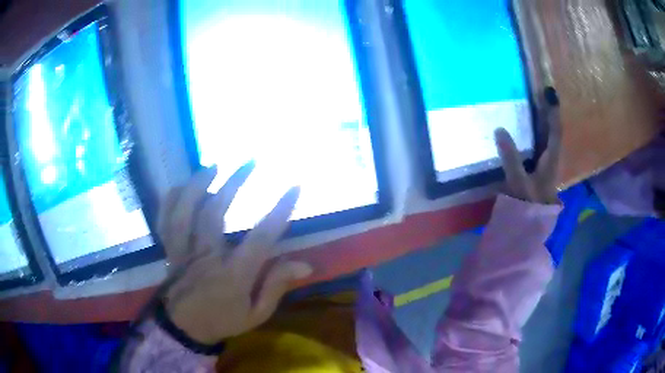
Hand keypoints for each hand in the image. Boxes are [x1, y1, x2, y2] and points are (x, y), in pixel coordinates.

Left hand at [156, 163, 312, 343]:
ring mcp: (183, 251)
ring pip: (185, 212)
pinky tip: (182, 186)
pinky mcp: (170, 250)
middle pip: (214, 213)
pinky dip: (171, 200)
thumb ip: (277, 286)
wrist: (184, 329)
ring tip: (212, 166)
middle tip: (249, 163)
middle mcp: (205, 257)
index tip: (294, 188)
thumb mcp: (256, 313)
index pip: (260, 238)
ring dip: (198, 185)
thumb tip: (305, 264)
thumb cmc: (223, 321)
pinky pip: (164, 221)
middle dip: (233, 183)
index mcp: (232, 275)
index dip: (278, 211)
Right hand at [494, 89, 562, 204]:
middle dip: (548, 112)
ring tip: (534, 107)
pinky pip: (540, 146)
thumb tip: (499, 129)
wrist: (532, 229)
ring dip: (543, 122)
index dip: (553, 111)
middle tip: (540, 95)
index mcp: (551, 160)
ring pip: (548, 139)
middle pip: (553, 131)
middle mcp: (551, 159)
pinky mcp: (539, 171)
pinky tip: (525, 133)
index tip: (550, 91)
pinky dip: (536, 135)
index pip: (555, 130)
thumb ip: (511, 157)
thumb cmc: (530, 205)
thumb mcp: (519, 182)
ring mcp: (546, 165)